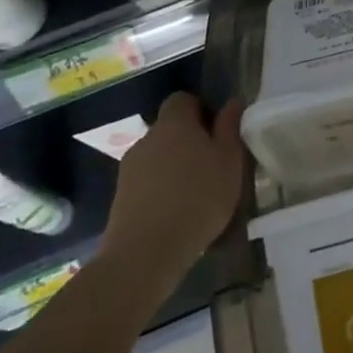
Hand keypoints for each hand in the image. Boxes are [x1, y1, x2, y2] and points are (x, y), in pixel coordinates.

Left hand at [101, 93, 245, 266]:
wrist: (145, 253)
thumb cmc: (198, 198)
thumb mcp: (229, 160)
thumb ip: (230, 127)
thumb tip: (231, 102)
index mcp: (174, 124)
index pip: (183, 99)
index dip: (201, 109)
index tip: (218, 131)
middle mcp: (147, 139)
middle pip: (170, 129)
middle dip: (190, 141)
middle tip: (214, 164)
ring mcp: (129, 169)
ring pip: (159, 157)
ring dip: (176, 167)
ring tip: (197, 193)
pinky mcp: (121, 198)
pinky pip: (148, 182)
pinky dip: (162, 189)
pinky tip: (178, 212)